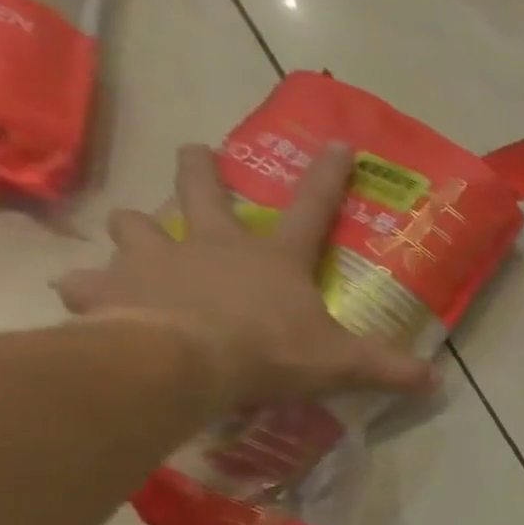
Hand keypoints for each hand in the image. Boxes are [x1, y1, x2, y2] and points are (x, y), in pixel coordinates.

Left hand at [52, 143, 436, 410]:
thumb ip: (388, 368)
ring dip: (138, 230)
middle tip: (195, 154)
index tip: (338, 144)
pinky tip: (90, 298)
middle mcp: (211, 245)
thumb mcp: (342, 364)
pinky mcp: (108, 288)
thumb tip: (436, 380)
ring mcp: (154, 261)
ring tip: (141, 242)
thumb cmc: (269, 351)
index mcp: (272, 257)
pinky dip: (90, 289)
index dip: (328, 177)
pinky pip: (87, 283)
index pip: (311, 208)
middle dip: (198, 168)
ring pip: (133, 224)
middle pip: (199, 189)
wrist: (180, 362)